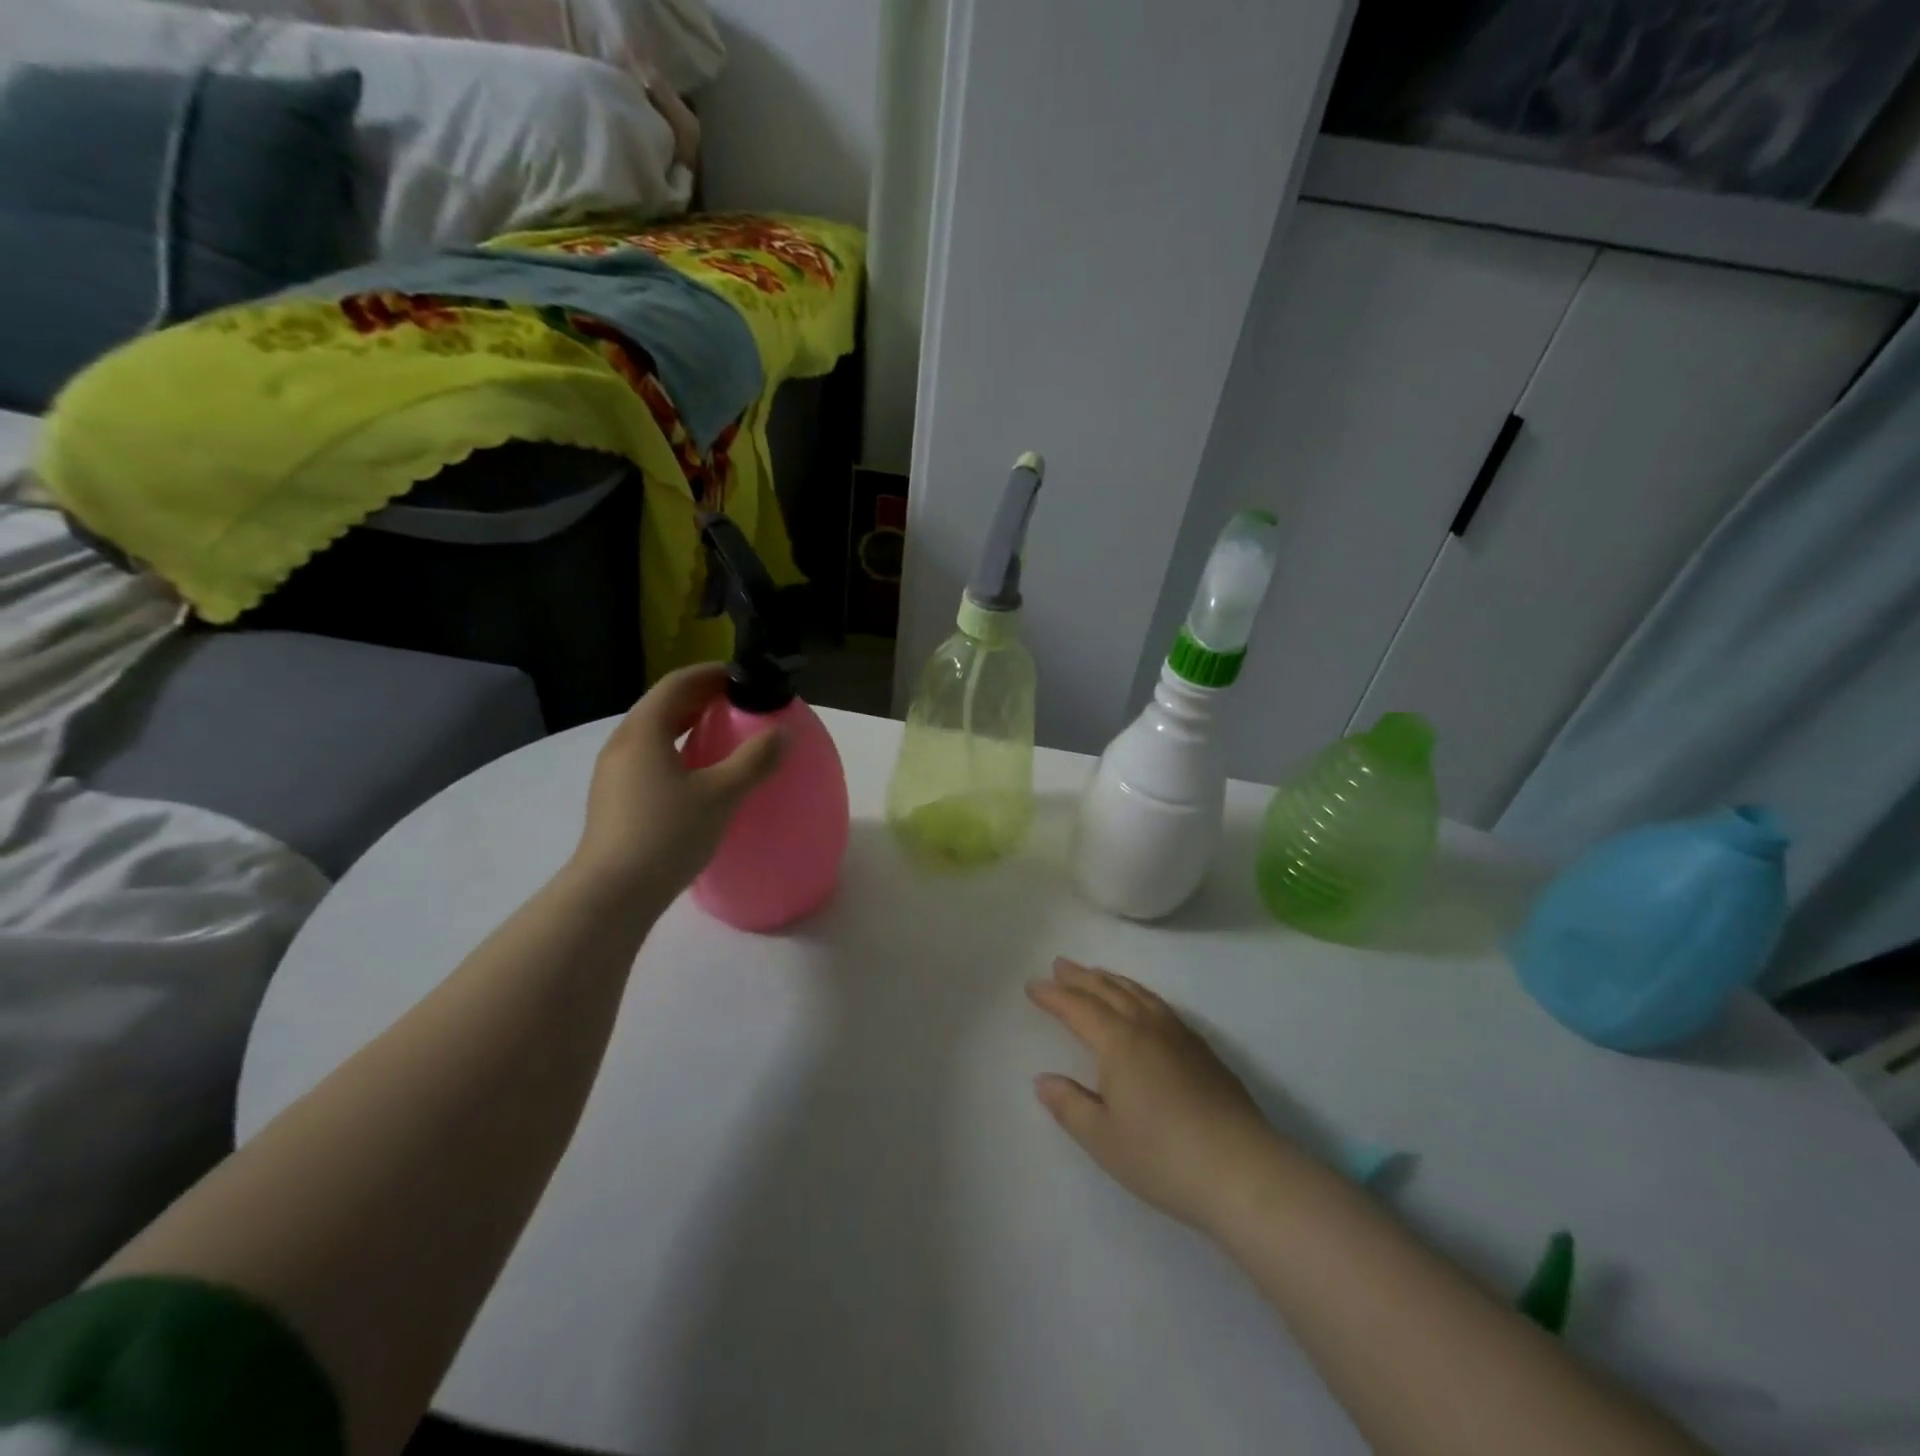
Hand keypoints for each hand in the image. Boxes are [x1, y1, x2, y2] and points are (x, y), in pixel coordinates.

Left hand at [570, 664, 784, 901]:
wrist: (612, 894)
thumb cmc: (666, 835)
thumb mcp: (720, 795)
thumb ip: (754, 759)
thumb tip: (782, 732)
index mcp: (644, 731)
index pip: (677, 684)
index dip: (711, 673)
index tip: (743, 677)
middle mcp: (623, 744)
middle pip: (663, 705)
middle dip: (702, 697)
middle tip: (740, 702)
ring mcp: (615, 773)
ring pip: (656, 733)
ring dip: (689, 724)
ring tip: (724, 733)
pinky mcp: (616, 799)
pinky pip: (651, 757)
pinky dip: (678, 750)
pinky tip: (700, 773)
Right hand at [1029, 958, 1293, 1234]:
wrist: (1242, 1170)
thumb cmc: (1162, 1156)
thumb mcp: (1103, 1138)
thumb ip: (1070, 1105)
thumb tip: (1043, 1080)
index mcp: (1118, 1042)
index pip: (1078, 1008)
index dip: (1053, 996)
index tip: (1033, 986)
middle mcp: (1147, 1027)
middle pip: (1108, 991)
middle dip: (1081, 977)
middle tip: (1060, 964)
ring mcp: (1179, 1035)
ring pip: (1138, 994)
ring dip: (1112, 980)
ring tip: (1096, 973)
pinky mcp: (1203, 1050)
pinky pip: (1160, 1005)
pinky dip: (1139, 994)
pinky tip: (1142, 1005)